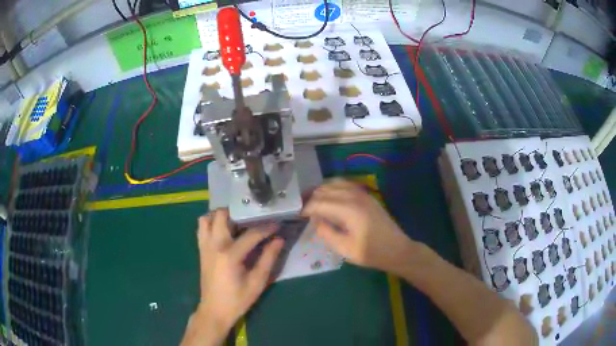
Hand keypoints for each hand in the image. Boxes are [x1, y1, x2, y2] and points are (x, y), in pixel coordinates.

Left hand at [181, 209, 283, 345]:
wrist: (215, 310)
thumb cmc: (238, 299)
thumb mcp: (257, 282)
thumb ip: (268, 259)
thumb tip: (279, 240)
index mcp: (230, 255)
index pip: (250, 234)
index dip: (266, 228)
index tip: (277, 223)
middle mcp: (214, 245)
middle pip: (221, 215)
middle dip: (238, 212)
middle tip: (252, 217)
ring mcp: (204, 247)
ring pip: (206, 219)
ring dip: (220, 216)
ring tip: (236, 221)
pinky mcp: (201, 250)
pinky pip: (202, 229)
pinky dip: (211, 224)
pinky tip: (224, 232)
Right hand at [302, 180, 413, 275]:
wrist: (397, 250)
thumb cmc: (370, 253)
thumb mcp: (345, 249)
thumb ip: (326, 233)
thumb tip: (315, 221)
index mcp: (348, 209)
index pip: (319, 202)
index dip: (306, 208)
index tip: (298, 216)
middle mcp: (354, 196)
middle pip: (326, 189)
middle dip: (311, 197)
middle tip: (302, 209)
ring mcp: (362, 194)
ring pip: (335, 183)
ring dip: (322, 191)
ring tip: (313, 203)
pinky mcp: (367, 196)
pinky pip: (345, 185)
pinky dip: (333, 188)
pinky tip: (330, 198)